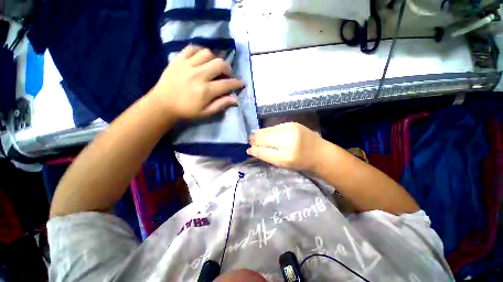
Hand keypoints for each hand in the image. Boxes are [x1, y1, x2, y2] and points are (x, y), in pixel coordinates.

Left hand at [152, 45, 244, 118]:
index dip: (237, 83)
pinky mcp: (178, 59)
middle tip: (228, 75)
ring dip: (215, 60)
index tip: (242, 83)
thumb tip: (235, 99)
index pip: (227, 84)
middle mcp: (199, 75)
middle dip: (228, 69)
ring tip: (214, 67)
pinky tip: (202, 59)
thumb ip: (220, 105)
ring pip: (208, 53)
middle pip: (220, 64)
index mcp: (206, 91)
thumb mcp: (205, 112)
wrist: (163, 103)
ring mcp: (187, 65)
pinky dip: (200, 51)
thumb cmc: (186, 110)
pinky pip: (192, 48)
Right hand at [247, 122, 324, 171]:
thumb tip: (250, 149)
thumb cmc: (300, 162)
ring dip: (261, 134)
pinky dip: (269, 131)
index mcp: (285, 152)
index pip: (263, 148)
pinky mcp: (292, 123)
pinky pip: (275, 127)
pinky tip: (267, 134)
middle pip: (264, 136)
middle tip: (250, 141)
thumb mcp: (282, 163)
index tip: (249, 148)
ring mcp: (289, 127)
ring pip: (268, 130)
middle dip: (255, 138)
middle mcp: (286, 137)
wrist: (320, 152)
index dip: (254, 147)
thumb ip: (266, 155)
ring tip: (256, 137)